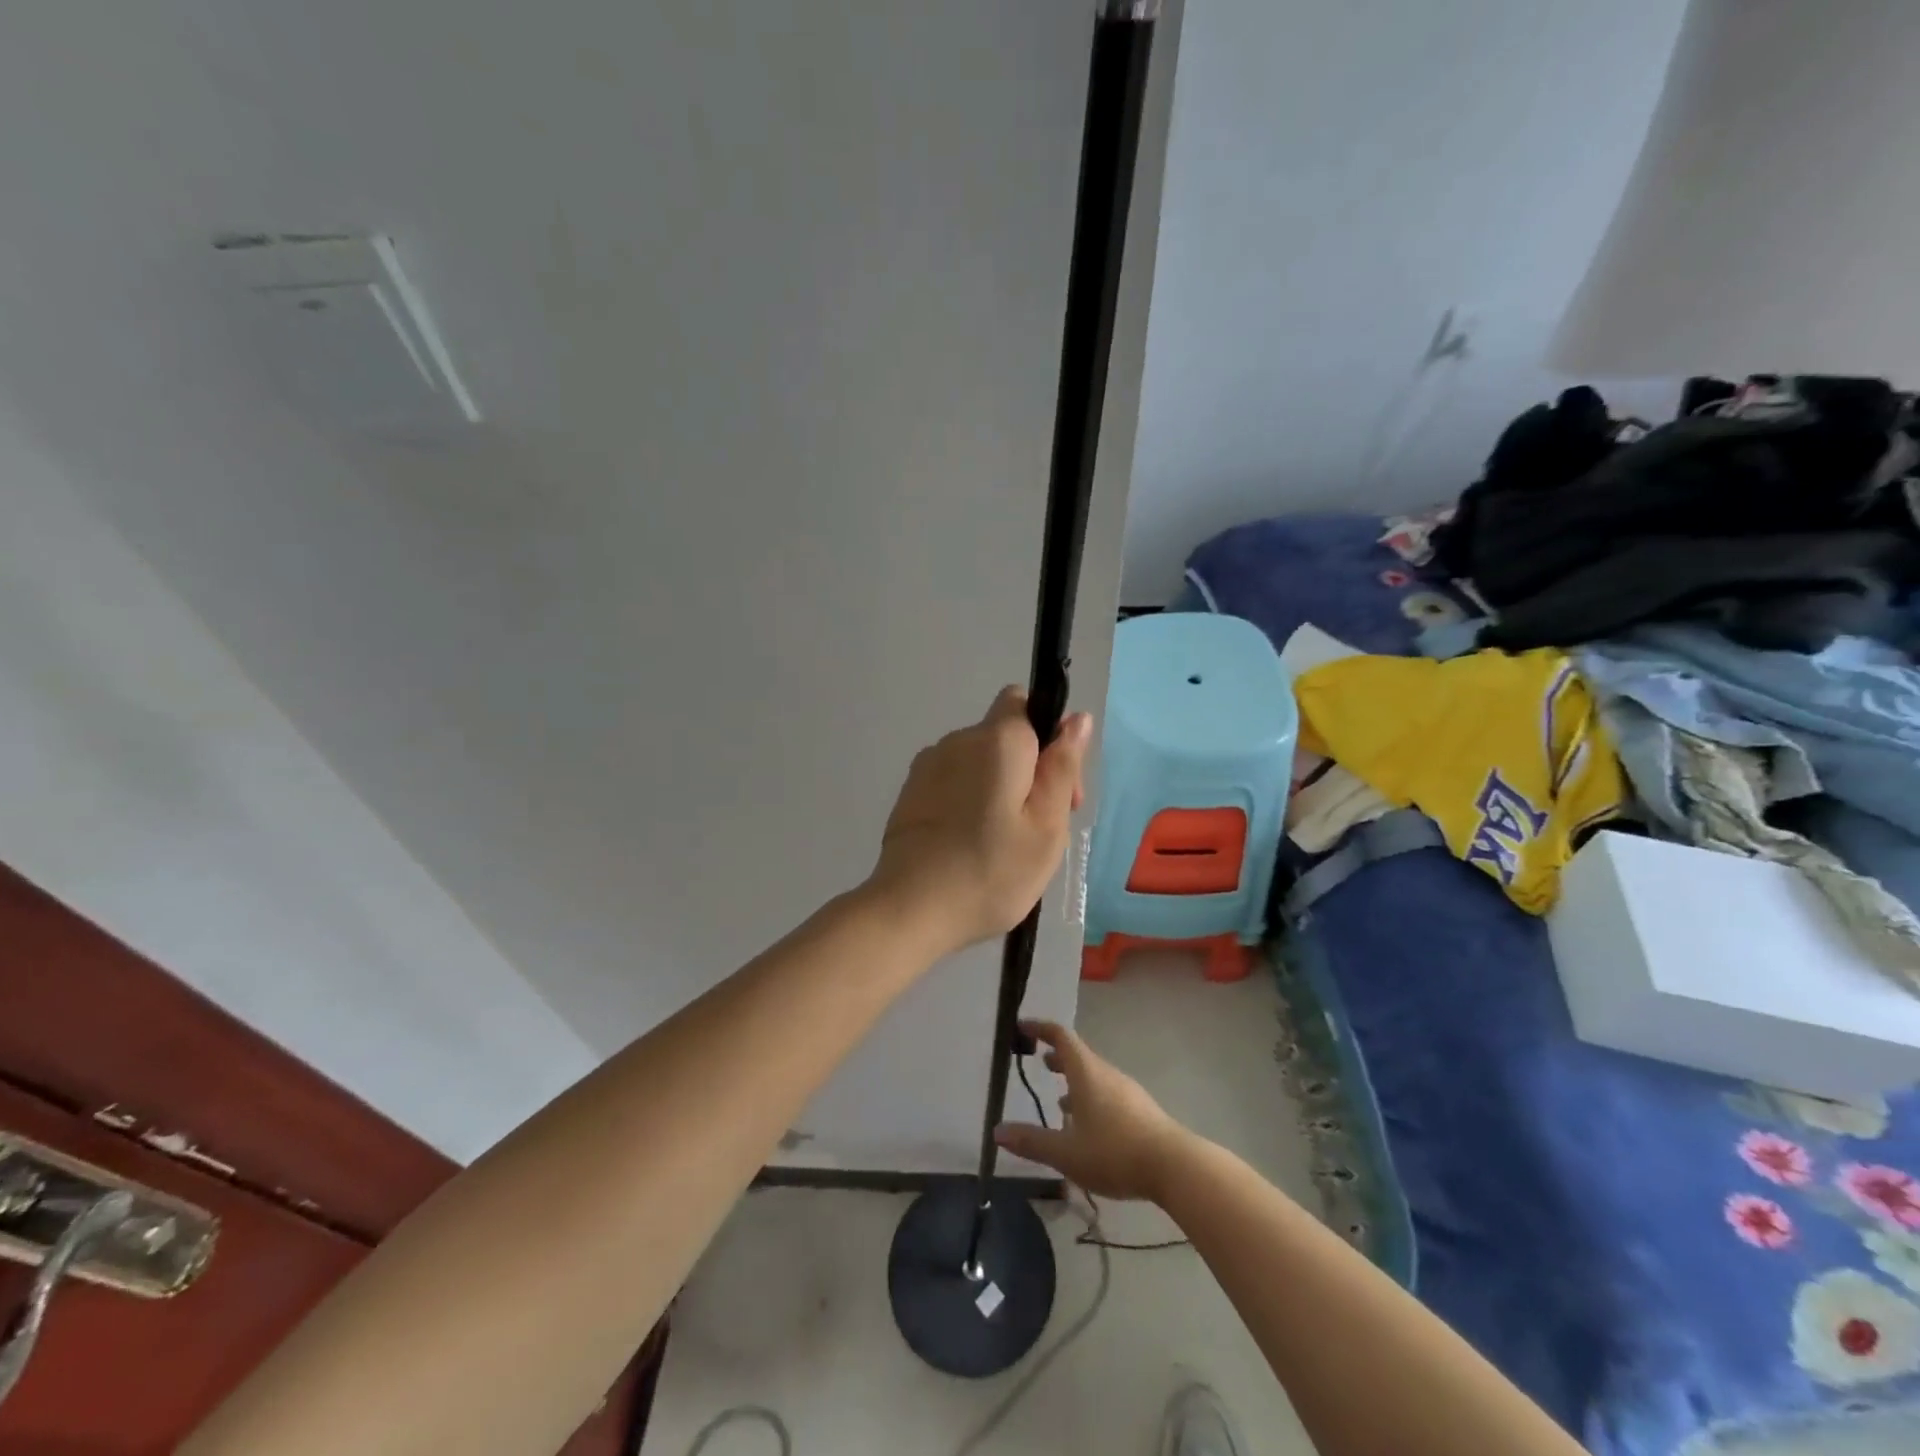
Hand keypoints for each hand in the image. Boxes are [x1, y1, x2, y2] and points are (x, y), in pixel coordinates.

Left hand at [869, 687, 1090, 960]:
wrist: (910, 909)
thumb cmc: (991, 870)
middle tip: (1038, 831)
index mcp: (996, 739)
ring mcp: (927, 766)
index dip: (1049, 736)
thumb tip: (1076, 718)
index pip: (1025, 702)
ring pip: (978, 763)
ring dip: (998, 789)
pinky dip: (968, 804)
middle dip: (1028, 771)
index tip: (1058, 787)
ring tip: (1003, 846)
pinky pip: (952, 784)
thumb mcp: (1047, 826)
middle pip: (1004, 737)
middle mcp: (957, 740)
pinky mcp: (910, 794)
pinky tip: (970, 847)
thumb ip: (1062, 767)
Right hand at [994, 1019, 1189, 1202]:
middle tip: (1039, 1062)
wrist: (1175, 1167)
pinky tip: (1088, 1128)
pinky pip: (1108, 1094)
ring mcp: (1127, 1091)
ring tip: (1059, 1101)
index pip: (1061, 1036)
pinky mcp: (1141, 1111)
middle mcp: (1106, 1074)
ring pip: (1094, 1076)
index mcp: (1086, 1072)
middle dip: (1057, 1057)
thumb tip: (997, 1131)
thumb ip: (1032, 1141)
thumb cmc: (1114, 1152)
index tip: (1022, 1027)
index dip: (1040, 1028)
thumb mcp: (1066, 1152)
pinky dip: (1091, 1099)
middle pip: (1079, 1055)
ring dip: (1075, 1081)